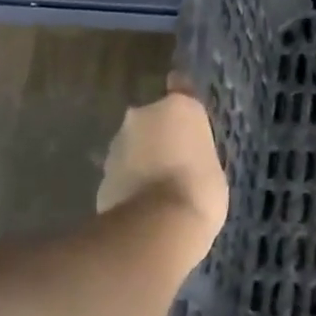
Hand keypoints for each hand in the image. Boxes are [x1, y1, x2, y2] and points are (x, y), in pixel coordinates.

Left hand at [97, 91, 228, 266]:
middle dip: (160, 136)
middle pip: (152, 120)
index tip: (185, 111)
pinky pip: (123, 173)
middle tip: (177, 160)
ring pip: (134, 146)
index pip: (180, 88)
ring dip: (143, 159)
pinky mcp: (102, 175)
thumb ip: (196, 151)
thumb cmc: (200, 190)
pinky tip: (144, 203)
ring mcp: (117, 145)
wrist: (156, 227)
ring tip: (160, 187)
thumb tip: (185, 155)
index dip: (182, 98)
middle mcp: (142, 116)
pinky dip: (131, 182)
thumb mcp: (213, 166)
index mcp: (178, 108)